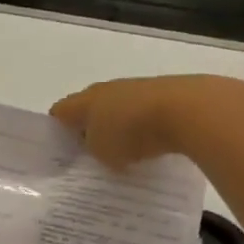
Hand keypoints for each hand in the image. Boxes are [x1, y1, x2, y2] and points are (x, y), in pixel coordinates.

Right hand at [51, 74, 241, 168]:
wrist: (186, 110)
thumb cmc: (131, 131)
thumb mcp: (101, 151)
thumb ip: (92, 149)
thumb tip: (98, 146)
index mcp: (83, 101)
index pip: (59, 112)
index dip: (56, 131)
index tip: (61, 152)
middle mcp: (105, 90)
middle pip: (89, 109)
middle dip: (89, 129)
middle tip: (92, 155)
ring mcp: (136, 88)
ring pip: (118, 109)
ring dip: (119, 128)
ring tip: (125, 154)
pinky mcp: (163, 94)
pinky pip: (144, 113)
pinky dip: (145, 129)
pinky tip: (151, 146)